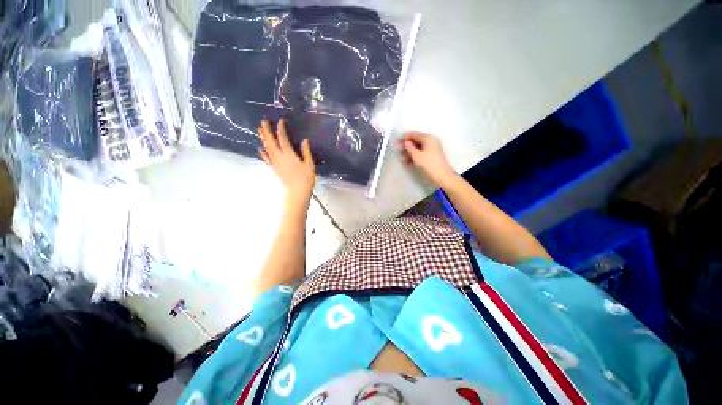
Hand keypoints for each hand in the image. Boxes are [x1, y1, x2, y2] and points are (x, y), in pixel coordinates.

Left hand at [258, 119, 315, 204]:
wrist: (297, 192)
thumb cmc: (306, 178)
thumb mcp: (310, 164)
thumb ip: (306, 151)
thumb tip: (305, 140)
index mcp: (289, 154)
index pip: (282, 138)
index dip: (280, 129)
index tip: (280, 121)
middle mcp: (279, 157)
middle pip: (270, 141)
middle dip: (266, 131)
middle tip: (263, 121)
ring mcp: (275, 163)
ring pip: (266, 148)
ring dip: (263, 138)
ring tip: (259, 130)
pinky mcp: (274, 169)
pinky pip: (266, 158)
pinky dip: (263, 152)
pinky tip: (261, 148)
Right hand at [399, 132, 456, 187]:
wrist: (442, 177)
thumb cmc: (429, 165)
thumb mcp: (417, 156)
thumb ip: (410, 148)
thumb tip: (406, 142)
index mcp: (429, 139)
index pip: (414, 134)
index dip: (404, 138)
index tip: (396, 142)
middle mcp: (431, 142)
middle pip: (416, 141)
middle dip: (406, 146)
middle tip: (397, 150)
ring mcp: (432, 149)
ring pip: (418, 148)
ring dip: (409, 152)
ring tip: (401, 158)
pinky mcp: (432, 156)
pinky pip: (421, 153)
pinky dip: (414, 156)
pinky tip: (407, 161)